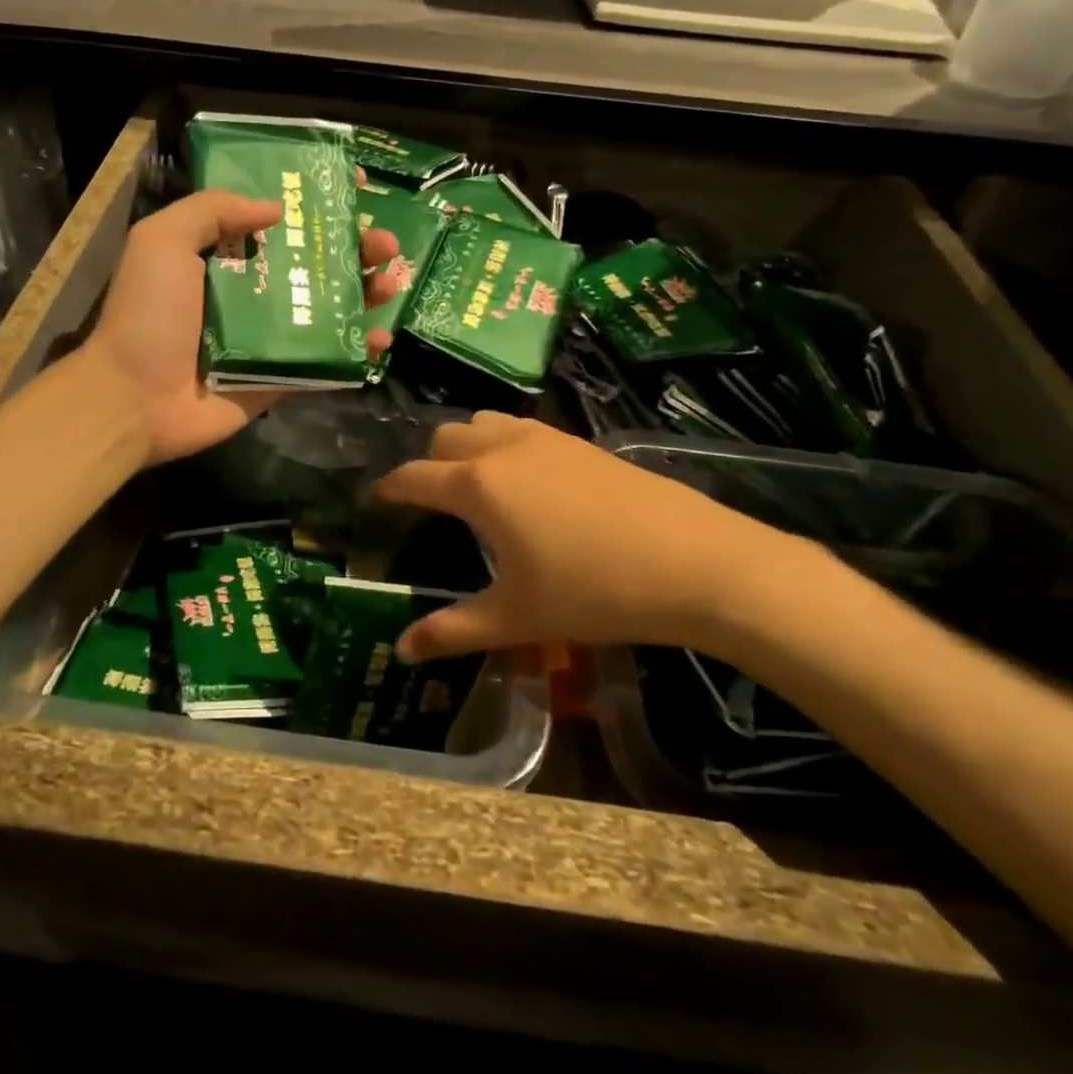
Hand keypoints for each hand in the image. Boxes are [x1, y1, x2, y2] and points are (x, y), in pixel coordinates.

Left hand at [81, 189, 399, 465]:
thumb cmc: (148, 315)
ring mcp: (269, 339)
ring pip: (328, 310)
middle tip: (385, 243)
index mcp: (223, 258)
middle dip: (353, 250)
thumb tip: (273, 208)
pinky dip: (356, 350)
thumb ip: (212, 210)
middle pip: (313, 265)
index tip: (357, 190)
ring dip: (364, 294)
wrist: (134, 399)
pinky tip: (380, 337)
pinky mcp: (281, 378)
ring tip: (392, 281)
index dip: (316, 208)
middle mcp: (250, 294)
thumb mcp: (163, 241)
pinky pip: (326, 360)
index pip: (278, 224)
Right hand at [374, 414, 816, 661]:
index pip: (414, 476)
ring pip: (486, 423)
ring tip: (476, 483)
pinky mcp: (582, 442)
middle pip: (446, 437)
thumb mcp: (516, 618)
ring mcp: (546, 439)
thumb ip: (452, 631)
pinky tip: (529, 481)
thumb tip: (401, 651)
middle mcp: (503, 449)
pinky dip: (506, 443)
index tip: (377, 499)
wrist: (696, 562)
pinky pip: (523, 429)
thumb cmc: (594, 592)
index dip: (389, 488)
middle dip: (428, 462)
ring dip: (468, 444)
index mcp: (477, 486)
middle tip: (431, 500)